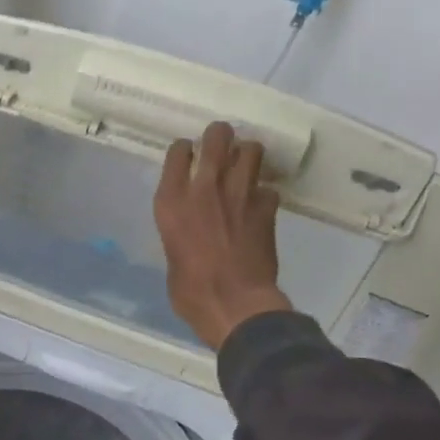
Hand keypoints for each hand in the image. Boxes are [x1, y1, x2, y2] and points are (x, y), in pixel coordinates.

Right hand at [154, 122, 294, 349]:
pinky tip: (259, 205)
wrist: (235, 304)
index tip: (188, 155)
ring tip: (244, 166)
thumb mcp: (172, 256)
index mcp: (172, 201)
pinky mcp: (267, 208)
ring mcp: (239, 194)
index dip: (185, 149)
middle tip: (221, 144)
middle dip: (220, 136)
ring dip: (247, 155)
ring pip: (251, 150)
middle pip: (217, 137)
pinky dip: (264, 194)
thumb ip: (180, 233)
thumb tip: (190, 232)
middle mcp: (204, 188)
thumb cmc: (191, 290)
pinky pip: (268, 188)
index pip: (178, 152)